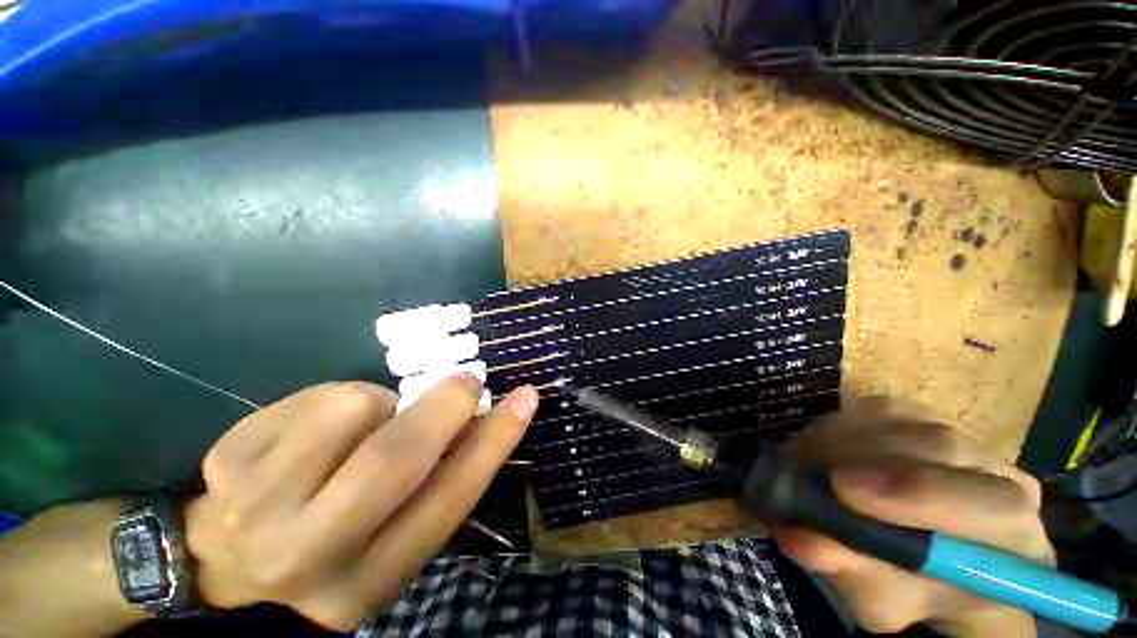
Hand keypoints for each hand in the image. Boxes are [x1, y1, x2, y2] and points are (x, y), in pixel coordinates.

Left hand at [183, 375, 538, 630]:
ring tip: (366, 424)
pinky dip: (335, 399)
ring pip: (352, 406)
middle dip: (446, 404)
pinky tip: (314, 433)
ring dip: (380, 402)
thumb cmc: (331, 550)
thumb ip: (440, 480)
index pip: (449, 499)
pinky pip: (312, 395)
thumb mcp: (393, 537)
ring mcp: (256, 505)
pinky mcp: (228, 459)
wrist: (224, 566)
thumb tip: (482, 417)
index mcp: (370, 576)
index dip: (495, 441)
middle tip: (465, 382)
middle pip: (395, 457)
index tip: (525, 397)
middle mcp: (311, 551)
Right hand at [772, 399, 1052, 637]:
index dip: (915, 492)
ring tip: (805, 458)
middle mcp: (1000, 475)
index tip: (840, 487)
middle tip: (806, 466)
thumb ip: (853, 573)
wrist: (924, 559)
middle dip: (865, 454)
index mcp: (1014, 537)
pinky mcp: (924, 417)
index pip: (992, 505)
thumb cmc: (911, 588)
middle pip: (942, 446)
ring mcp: (961, 436)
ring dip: (844, 436)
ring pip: (905, 418)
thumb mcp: (882, 600)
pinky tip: (821, 443)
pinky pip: (880, 406)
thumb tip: (799, 537)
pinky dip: (842, 421)